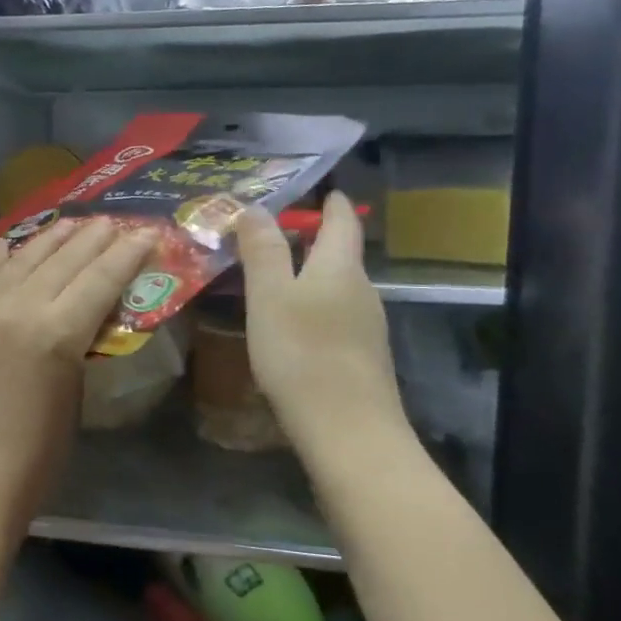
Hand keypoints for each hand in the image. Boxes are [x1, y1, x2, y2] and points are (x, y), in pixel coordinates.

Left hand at [0, 218, 154, 541]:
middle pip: (64, 259)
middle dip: (94, 237)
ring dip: (51, 238)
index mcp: (57, 332)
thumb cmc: (38, 451)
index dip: (126, 253)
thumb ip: (82, 340)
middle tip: (115, 221)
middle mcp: (19, 307)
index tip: (145, 232)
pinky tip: (12, 242)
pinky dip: (1, 256)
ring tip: (73, 222)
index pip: (100, 278)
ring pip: (23, 258)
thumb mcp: (76, 391)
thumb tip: (90, 309)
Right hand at [238, 194, 409, 449]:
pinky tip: (292, 325)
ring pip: (338, 288)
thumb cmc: (302, 353)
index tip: (324, 189)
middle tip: (277, 231)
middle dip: (315, 238)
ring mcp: (366, 327)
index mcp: (340, 268)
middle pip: (341, 255)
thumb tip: (255, 207)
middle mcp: (361, 291)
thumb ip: (263, 251)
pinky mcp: (361, 358)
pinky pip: (336, 317)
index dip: (333, 203)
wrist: (347, 431)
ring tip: (275, 277)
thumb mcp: (270, 297)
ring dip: (311, 275)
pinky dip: (314, 307)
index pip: (342, 222)